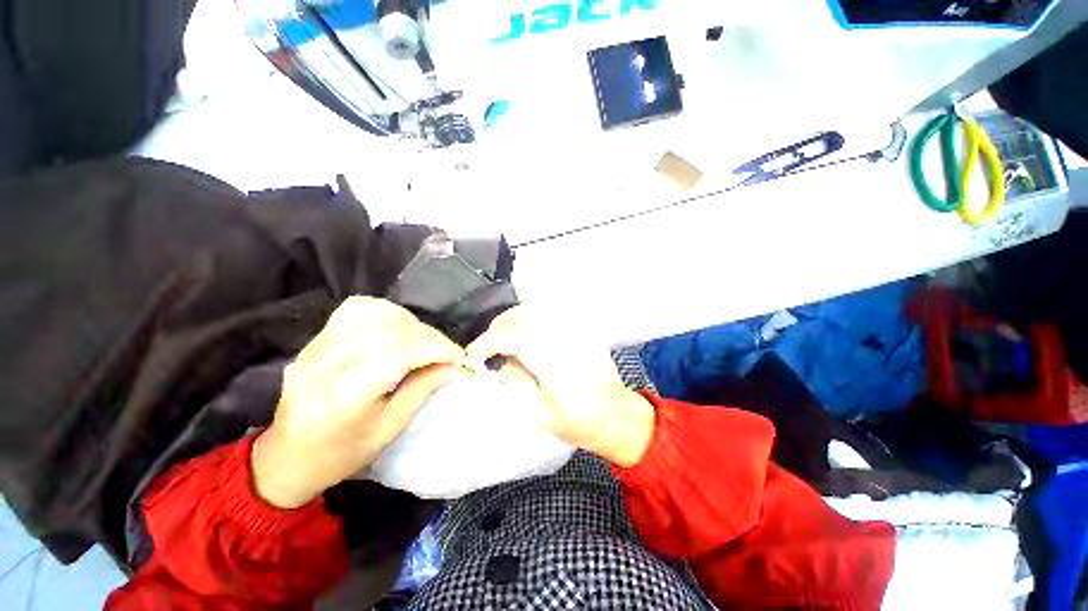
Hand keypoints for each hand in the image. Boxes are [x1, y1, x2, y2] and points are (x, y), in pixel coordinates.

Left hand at [252, 297, 467, 507]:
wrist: (288, 458)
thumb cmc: (342, 454)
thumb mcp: (391, 428)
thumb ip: (425, 388)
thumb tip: (459, 367)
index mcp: (341, 397)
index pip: (398, 352)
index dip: (436, 348)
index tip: (460, 357)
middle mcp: (323, 364)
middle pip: (390, 331)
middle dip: (430, 337)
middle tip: (448, 353)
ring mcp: (314, 347)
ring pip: (375, 313)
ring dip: (412, 324)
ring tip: (424, 342)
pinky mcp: (314, 339)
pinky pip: (357, 309)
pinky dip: (387, 313)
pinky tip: (398, 328)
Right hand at [466, 306, 654, 467]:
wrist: (617, 416)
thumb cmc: (579, 423)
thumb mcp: (539, 414)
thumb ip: (515, 381)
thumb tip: (494, 361)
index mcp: (558, 364)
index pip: (514, 338)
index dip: (487, 343)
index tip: (472, 355)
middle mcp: (568, 338)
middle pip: (524, 316)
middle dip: (498, 327)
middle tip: (486, 346)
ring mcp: (578, 329)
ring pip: (537, 308)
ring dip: (513, 319)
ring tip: (503, 337)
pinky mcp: (583, 327)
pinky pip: (552, 311)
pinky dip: (531, 316)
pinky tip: (525, 331)